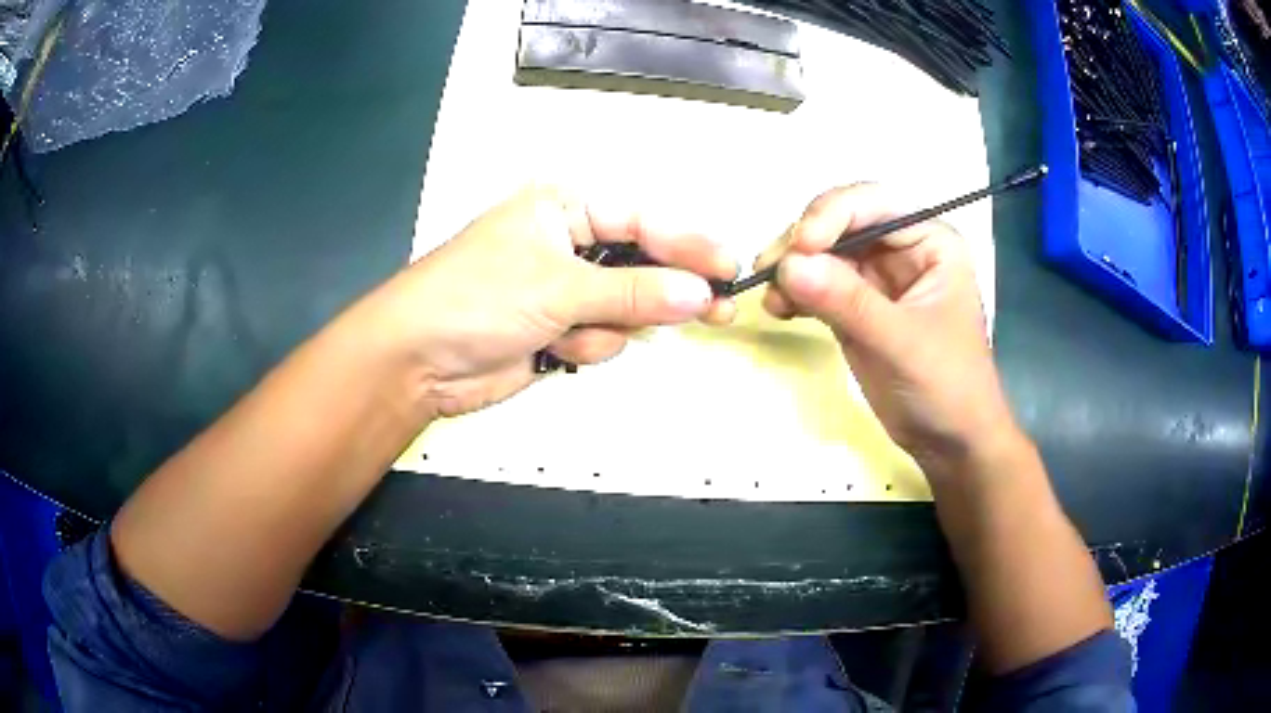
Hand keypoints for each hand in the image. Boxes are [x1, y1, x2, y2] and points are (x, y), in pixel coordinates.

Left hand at [369, 186, 737, 417]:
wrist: (417, 361)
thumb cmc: (476, 298)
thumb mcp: (557, 287)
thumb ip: (632, 292)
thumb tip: (698, 293)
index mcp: (565, 208)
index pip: (643, 221)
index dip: (689, 244)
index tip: (730, 267)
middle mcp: (570, 244)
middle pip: (642, 265)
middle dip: (667, 292)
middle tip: (720, 310)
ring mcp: (566, 290)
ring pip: (627, 308)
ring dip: (611, 328)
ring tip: (575, 335)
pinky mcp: (560, 330)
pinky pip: (604, 338)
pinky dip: (588, 348)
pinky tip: (557, 352)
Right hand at [759, 183, 1021, 473]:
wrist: (949, 442)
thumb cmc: (946, 386)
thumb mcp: (902, 343)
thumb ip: (849, 302)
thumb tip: (788, 265)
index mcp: (929, 240)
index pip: (873, 204)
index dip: (832, 214)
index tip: (799, 248)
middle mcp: (901, 248)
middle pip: (841, 222)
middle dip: (804, 242)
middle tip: (769, 272)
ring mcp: (877, 277)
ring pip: (824, 252)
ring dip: (792, 267)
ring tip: (772, 299)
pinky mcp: (856, 305)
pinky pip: (818, 284)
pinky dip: (795, 292)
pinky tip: (780, 310)